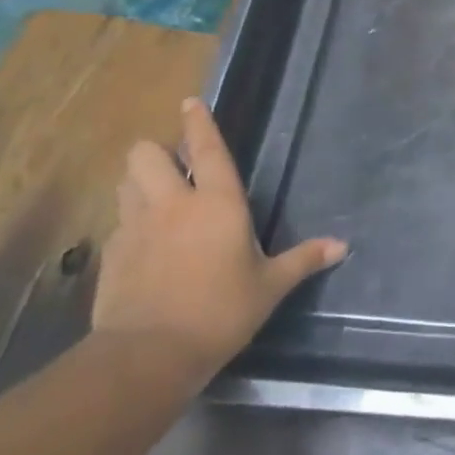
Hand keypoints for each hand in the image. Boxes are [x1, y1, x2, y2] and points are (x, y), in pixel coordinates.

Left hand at [93, 98, 345, 385]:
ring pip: (125, 182)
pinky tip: (144, 246)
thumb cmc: (222, 311)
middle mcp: (172, 204)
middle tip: (175, 170)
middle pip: (146, 154)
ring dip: (138, 182)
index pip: (206, 149)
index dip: (198, 122)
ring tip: (155, 198)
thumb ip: (304, 259)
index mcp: (217, 203)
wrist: (150, 353)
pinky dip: (129, 223)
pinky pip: (118, 222)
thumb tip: (343, 246)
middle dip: (156, 153)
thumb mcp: (270, 286)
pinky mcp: (111, 254)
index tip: (189, 102)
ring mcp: (136, 227)